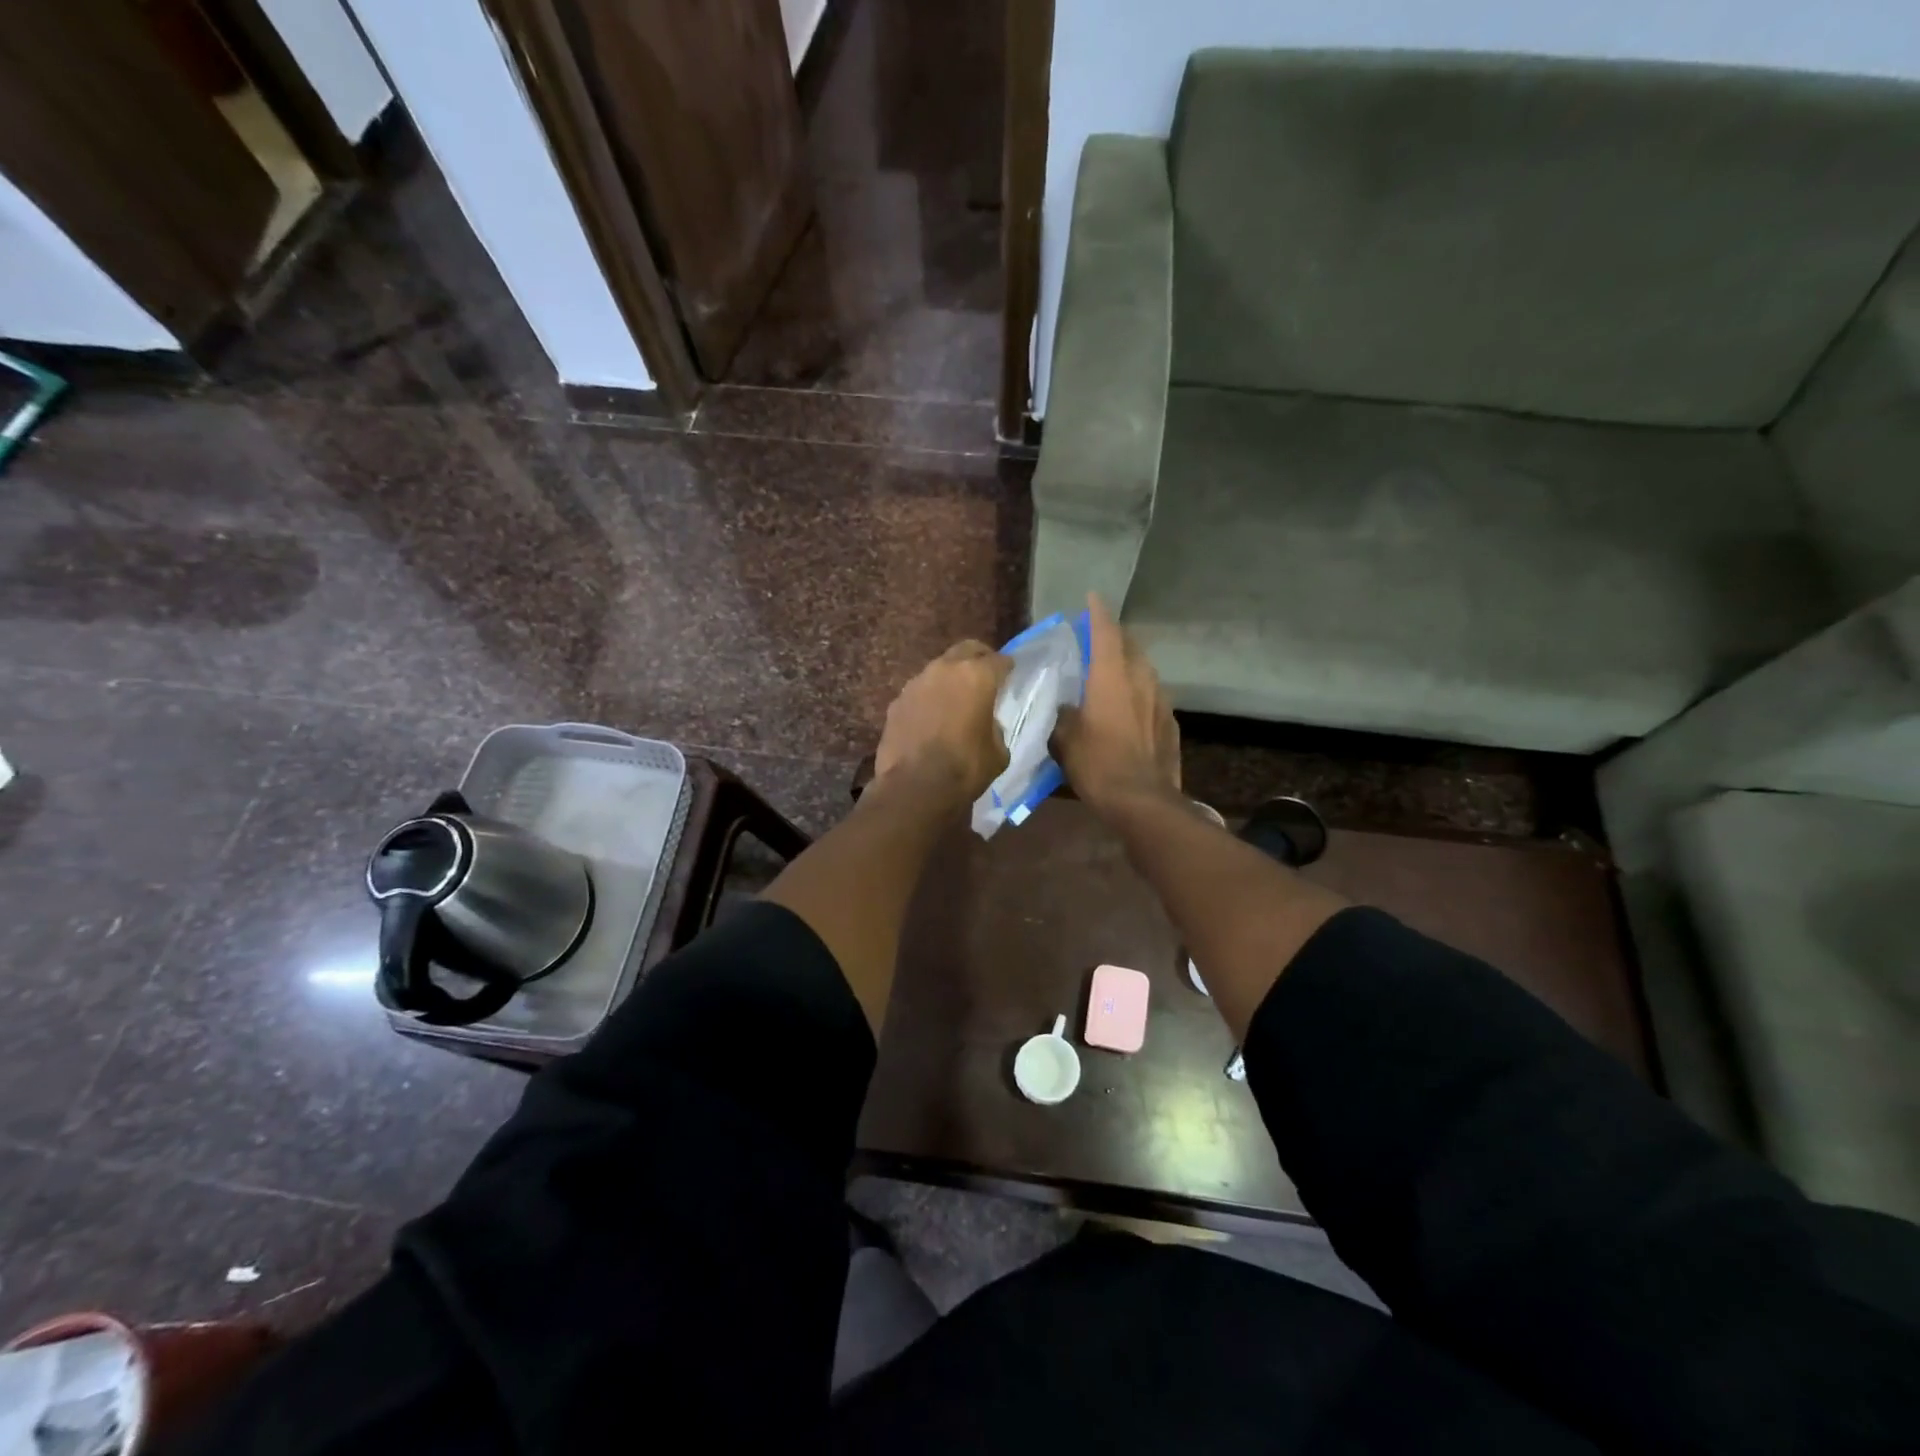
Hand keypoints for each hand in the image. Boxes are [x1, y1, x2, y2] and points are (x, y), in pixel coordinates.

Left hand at [874, 640, 1012, 805]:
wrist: (914, 788)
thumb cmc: (965, 768)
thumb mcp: (998, 752)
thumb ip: (995, 728)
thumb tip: (987, 724)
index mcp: (977, 676)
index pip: (999, 660)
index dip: (1007, 667)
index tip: (1011, 673)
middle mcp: (945, 670)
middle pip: (966, 650)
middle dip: (979, 658)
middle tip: (986, 673)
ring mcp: (916, 683)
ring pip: (939, 669)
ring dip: (950, 678)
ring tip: (956, 698)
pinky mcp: (896, 702)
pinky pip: (919, 692)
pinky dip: (929, 698)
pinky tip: (932, 717)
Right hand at [1052, 594, 1179, 814]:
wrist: (1143, 801)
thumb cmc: (1098, 765)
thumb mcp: (1064, 740)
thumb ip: (1062, 716)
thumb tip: (1066, 708)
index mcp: (1111, 678)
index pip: (1105, 633)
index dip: (1097, 613)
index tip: (1092, 597)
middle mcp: (1140, 680)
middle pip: (1130, 646)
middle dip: (1115, 637)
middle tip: (1098, 639)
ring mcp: (1161, 701)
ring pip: (1145, 671)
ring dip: (1129, 665)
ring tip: (1114, 672)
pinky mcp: (1170, 723)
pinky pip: (1153, 697)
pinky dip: (1140, 694)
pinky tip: (1131, 709)